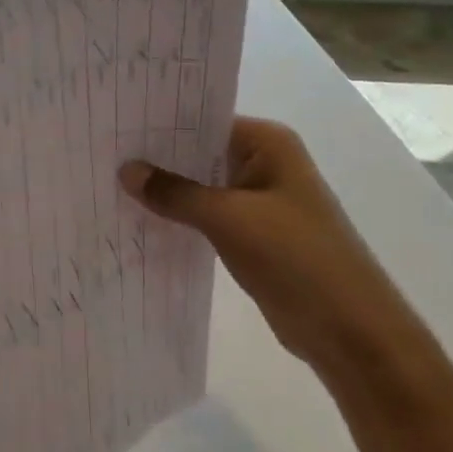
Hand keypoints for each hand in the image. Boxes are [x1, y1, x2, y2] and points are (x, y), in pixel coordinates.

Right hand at [119, 118, 418, 373]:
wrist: (350, 331)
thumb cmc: (296, 258)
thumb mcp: (228, 219)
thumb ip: (175, 193)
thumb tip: (125, 170)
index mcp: (267, 143)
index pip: (203, 120)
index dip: (160, 122)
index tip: (115, 124)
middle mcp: (263, 163)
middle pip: (199, 151)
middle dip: (157, 157)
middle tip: (102, 153)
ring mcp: (259, 200)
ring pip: (200, 185)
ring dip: (166, 190)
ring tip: (109, 182)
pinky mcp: (252, 233)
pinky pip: (206, 215)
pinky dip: (179, 216)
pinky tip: (140, 218)